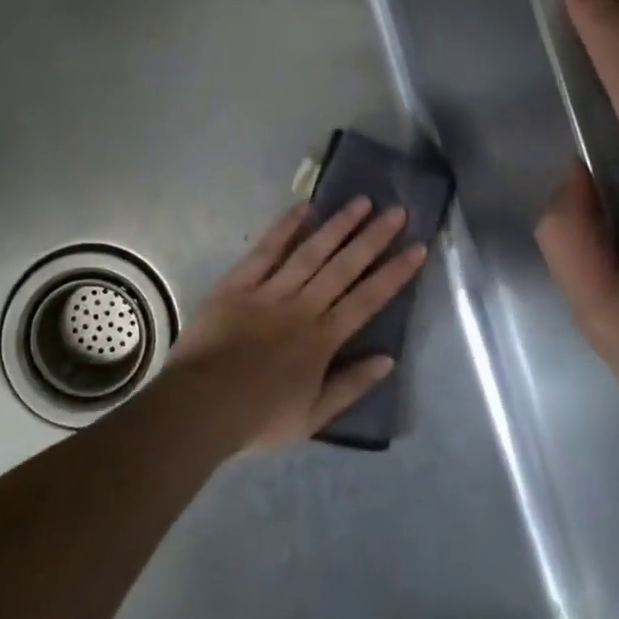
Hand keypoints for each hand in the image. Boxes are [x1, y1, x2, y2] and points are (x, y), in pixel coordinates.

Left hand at [166, 198, 427, 448]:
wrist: (201, 406)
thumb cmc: (258, 417)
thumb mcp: (313, 417)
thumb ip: (351, 385)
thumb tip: (389, 359)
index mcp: (322, 339)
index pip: (367, 299)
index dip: (394, 273)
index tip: (416, 247)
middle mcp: (302, 307)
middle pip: (344, 267)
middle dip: (373, 238)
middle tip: (396, 211)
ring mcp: (270, 291)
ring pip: (310, 252)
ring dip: (338, 226)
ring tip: (361, 201)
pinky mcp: (238, 283)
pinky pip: (265, 250)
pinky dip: (284, 227)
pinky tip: (304, 207)